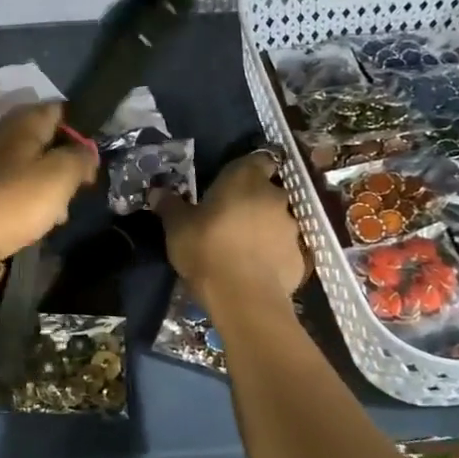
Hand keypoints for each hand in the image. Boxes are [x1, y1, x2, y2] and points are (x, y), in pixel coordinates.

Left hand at [0, 103, 98, 257]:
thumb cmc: (16, 200)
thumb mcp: (60, 176)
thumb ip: (80, 158)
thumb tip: (87, 150)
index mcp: (22, 122)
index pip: (58, 110)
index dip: (80, 129)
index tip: (92, 156)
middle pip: (42, 139)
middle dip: (62, 161)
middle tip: (77, 187)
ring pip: (26, 164)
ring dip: (45, 184)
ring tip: (58, 212)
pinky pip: (8, 185)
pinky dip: (24, 198)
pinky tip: (32, 219)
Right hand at [152, 151, 308, 304]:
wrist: (244, 298)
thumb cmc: (207, 249)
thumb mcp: (177, 227)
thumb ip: (170, 205)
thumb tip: (158, 191)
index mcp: (246, 179)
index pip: (259, 158)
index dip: (248, 168)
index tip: (232, 182)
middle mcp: (275, 196)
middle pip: (268, 190)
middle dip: (253, 200)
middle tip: (230, 216)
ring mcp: (292, 227)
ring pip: (278, 219)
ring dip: (264, 227)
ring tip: (242, 245)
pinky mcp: (300, 256)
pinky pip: (284, 248)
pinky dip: (273, 253)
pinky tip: (256, 268)